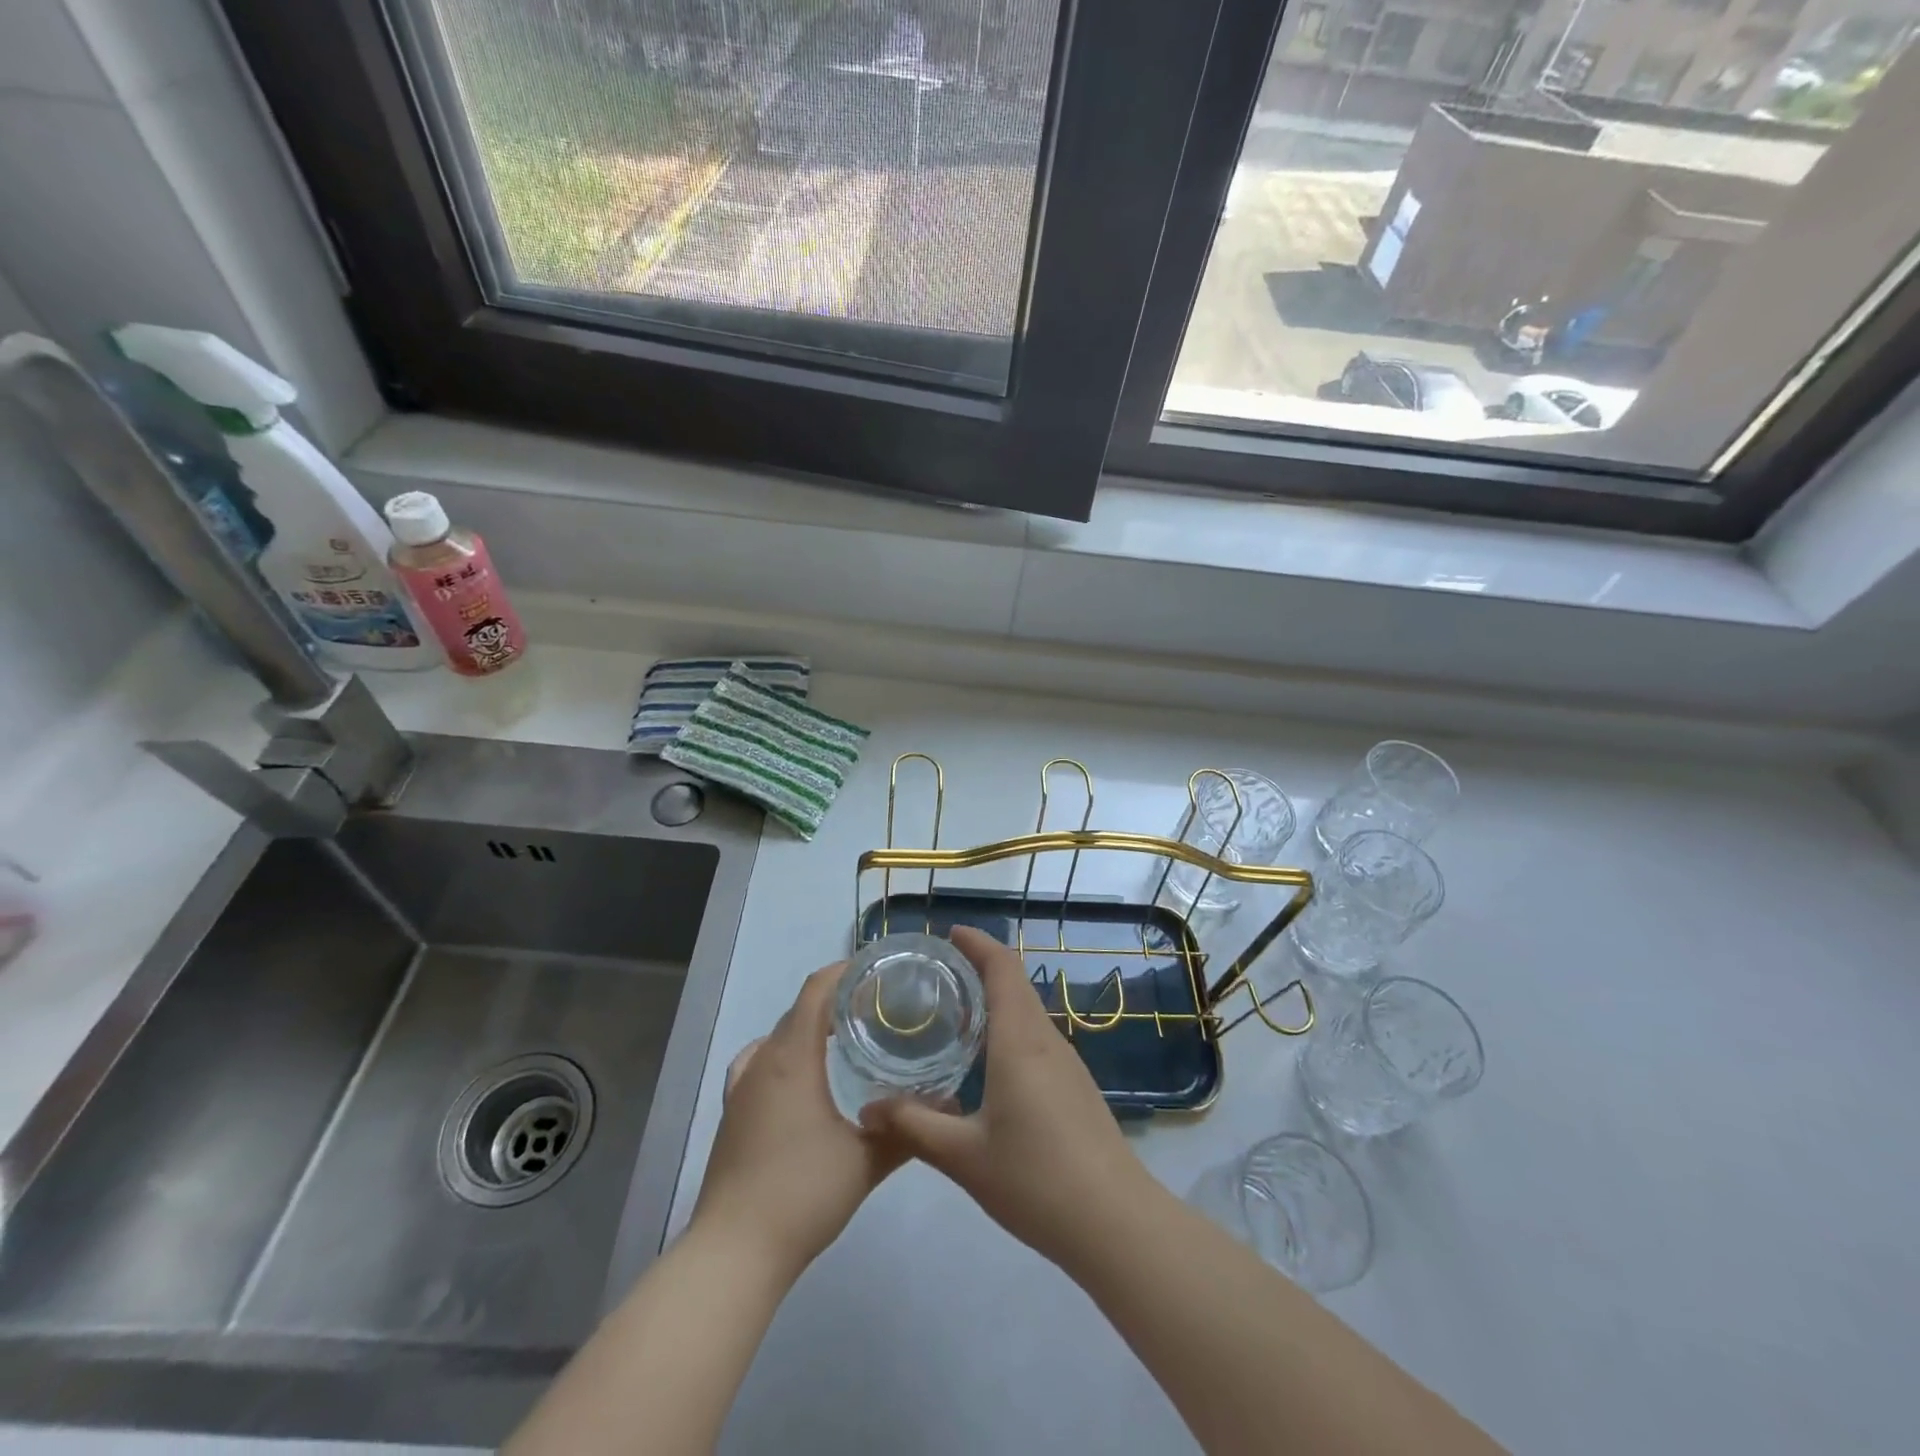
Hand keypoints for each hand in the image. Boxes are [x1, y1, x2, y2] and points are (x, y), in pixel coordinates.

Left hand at [690, 963, 905, 1280]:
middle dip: (834, 1000)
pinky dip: (783, 1055)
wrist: (734, 1252)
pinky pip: (758, 1063)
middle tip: (876, 1009)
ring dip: (808, 1028)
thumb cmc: (802, 1194)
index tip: (877, 971)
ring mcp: (741, 1087)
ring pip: (777, 1036)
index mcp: (793, 1057)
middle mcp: (763, 1061)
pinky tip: (801, 1080)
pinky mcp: (732, 1114)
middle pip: (798, 1010)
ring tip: (843, 1040)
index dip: (844, 971)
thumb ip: (908, 1131)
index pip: (816, 990)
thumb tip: (948, 1107)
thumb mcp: (866, 1161)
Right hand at [862, 926, 1157, 1272]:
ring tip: (955, 1011)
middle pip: (1015, 983)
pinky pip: (1037, 1037)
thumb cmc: (1036, 1180)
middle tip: (937, 973)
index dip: (978, 943)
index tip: (949, 934)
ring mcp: (1067, 1063)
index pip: (1002, 968)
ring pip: (1028, 1011)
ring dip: (996, 998)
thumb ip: (914, 1126)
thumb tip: (869, 1109)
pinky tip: (987, 1061)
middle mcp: (1046, 1040)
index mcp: (1019, 1041)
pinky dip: (1010, 1027)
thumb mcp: (964, 1157)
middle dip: (981, 966)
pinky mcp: (1075, 1086)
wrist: (1115, 1223)